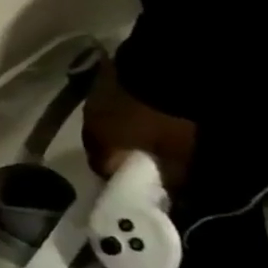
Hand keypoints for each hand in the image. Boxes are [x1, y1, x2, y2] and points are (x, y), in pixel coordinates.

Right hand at [81, 55, 196, 190]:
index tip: (140, 181)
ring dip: (121, 126)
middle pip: (101, 142)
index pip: (102, 168)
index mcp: (100, 142)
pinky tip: (145, 107)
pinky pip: (113, 100)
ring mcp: (95, 95)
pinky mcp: (107, 76)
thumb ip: (173, 179)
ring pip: (105, 119)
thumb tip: (173, 201)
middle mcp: (89, 120)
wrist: (163, 66)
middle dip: (119, 150)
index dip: (120, 178)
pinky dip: (125, 108)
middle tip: (143, 153)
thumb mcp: (177, 153)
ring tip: (145, 128)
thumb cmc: (164, 117)